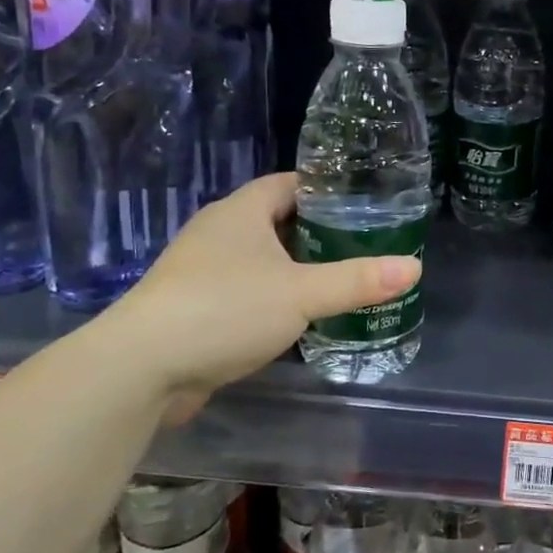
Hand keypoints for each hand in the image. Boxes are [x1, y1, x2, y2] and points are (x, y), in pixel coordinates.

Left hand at [104, 174, 420, 415]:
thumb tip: (413, 268)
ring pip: (261, 258)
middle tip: (364, 244)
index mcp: (242, 211)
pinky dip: (273, 297)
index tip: (365, 203)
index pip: (291, 183)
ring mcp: (202, 270)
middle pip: (278, 220)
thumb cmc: (223, 310)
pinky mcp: (194, 307)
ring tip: (340, 279)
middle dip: (318, 231)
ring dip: (295, 267)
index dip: (328, 189)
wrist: (139, 369)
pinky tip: (299, 317)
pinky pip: (245, 290)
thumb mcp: (301, 293)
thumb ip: (358, 280)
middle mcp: (219, 232)